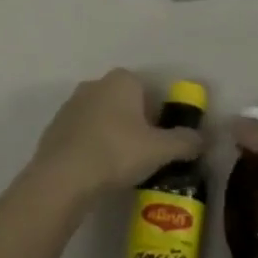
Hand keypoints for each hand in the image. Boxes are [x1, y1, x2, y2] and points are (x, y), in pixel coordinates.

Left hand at [30, 69, 203, 203]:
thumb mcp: (160, 150)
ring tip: (119, 168)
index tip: (160, 143)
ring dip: (112, 136)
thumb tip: (203, 139)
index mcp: (122, 80)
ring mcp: (71, 104)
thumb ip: (185, 142)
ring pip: (102, 118)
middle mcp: (95, 83)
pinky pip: (82, 134)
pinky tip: (96, 171)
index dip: (158, 117)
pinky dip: (92, 147)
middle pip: (125, 103)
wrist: (63, 177)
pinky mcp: (55, 127)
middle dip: (135, 125)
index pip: (149, 92)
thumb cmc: (117, 152)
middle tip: (143, 156)